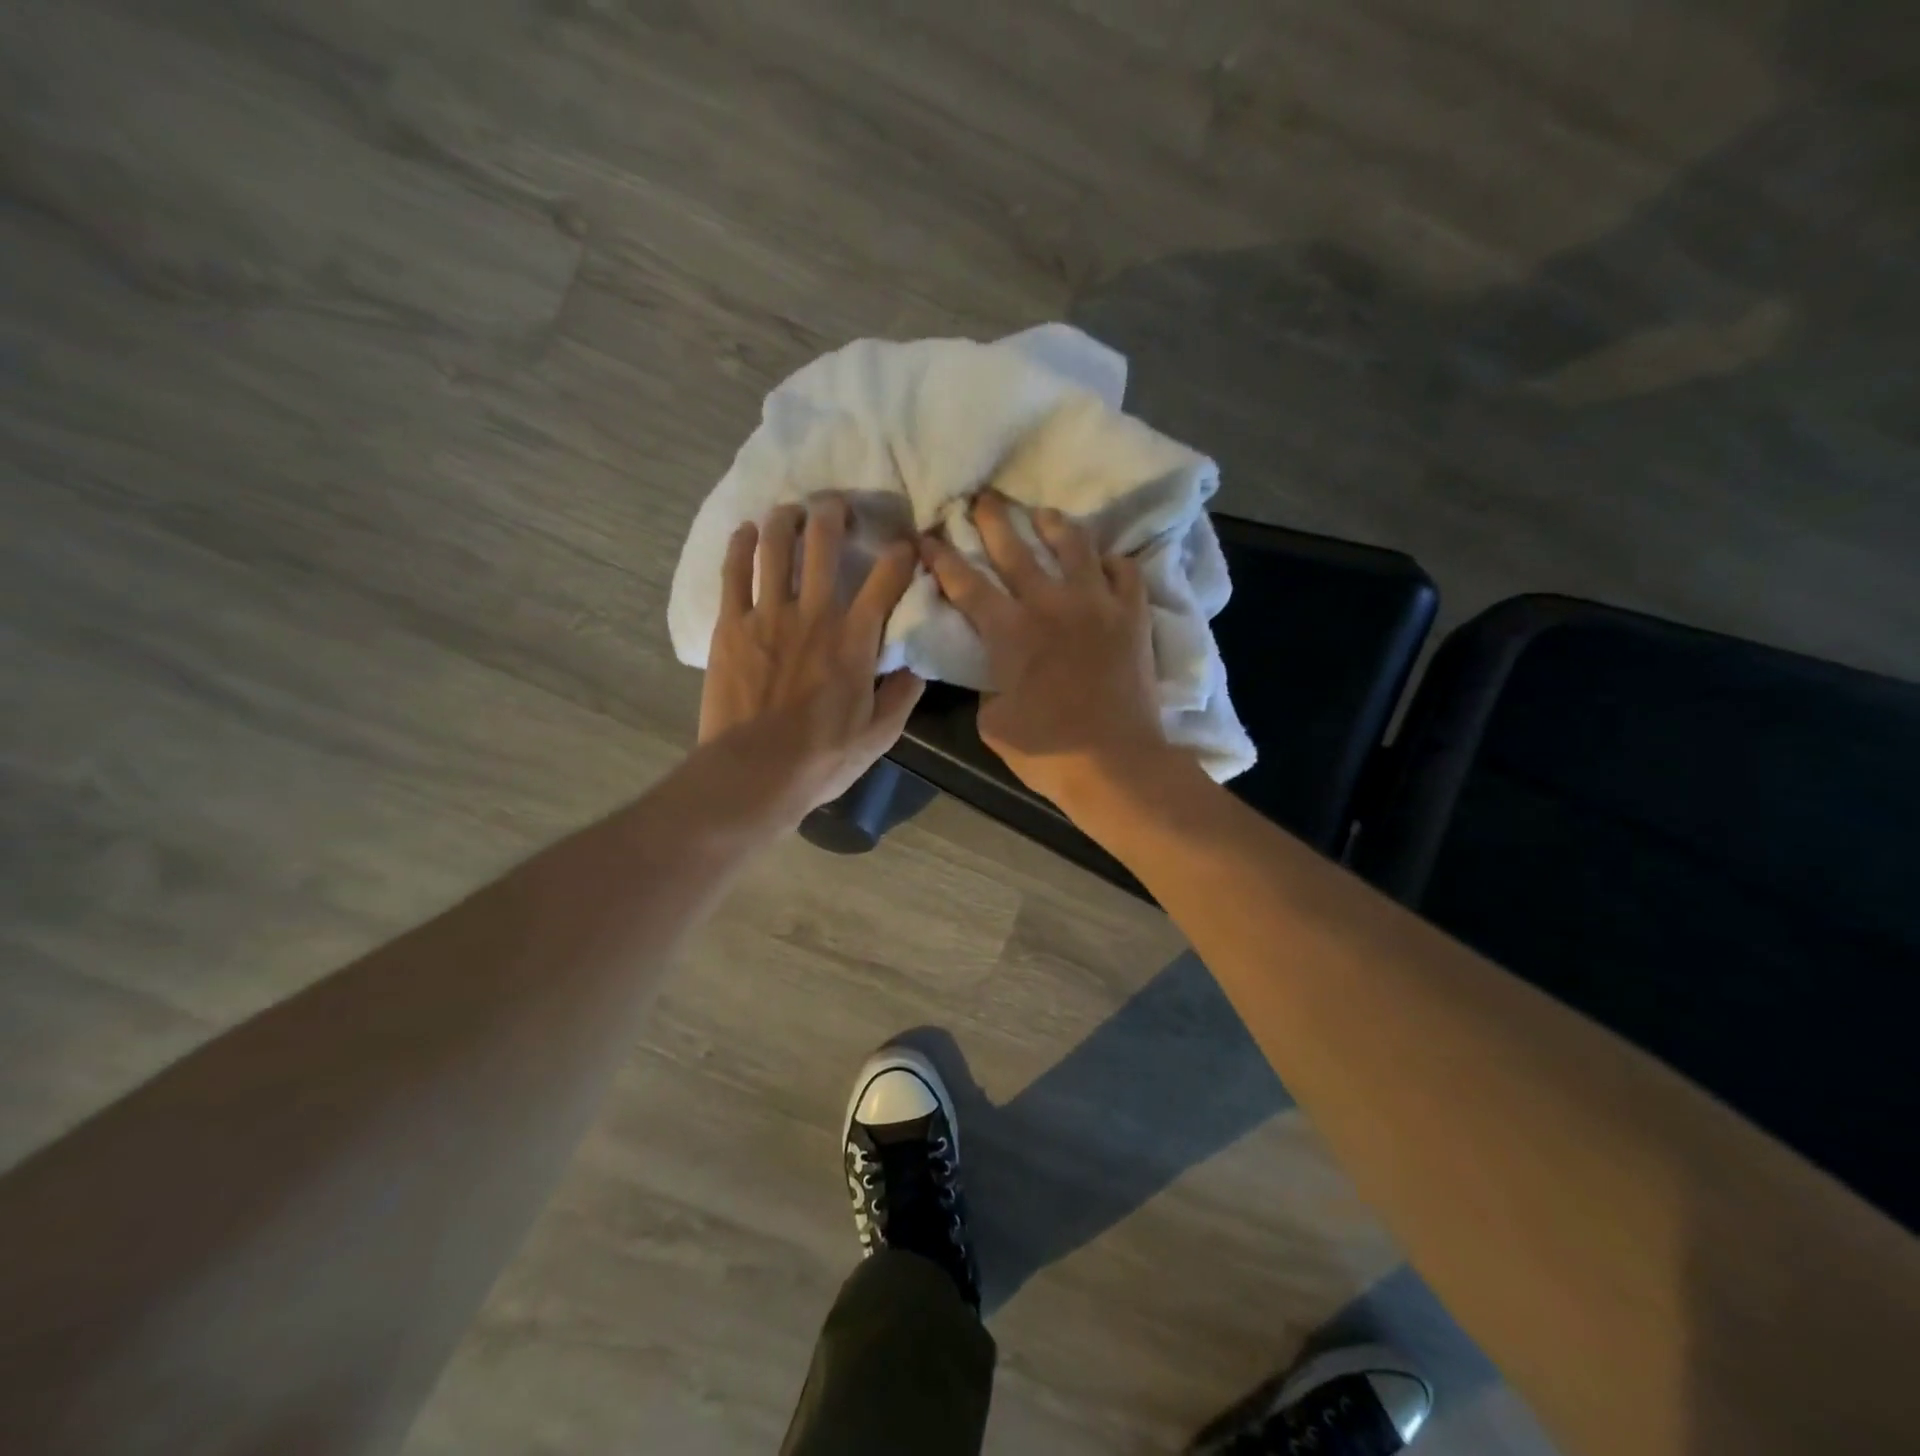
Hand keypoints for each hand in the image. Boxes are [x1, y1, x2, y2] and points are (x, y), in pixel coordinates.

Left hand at [700, 495, 923, 820]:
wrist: (755, 772)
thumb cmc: (822, 757)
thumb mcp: (880, 735)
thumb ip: (903, 695)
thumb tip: (918, 666)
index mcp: (854, 638)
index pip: (886, 578)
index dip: (901, 554)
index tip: (907, 545)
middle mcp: (813, 613)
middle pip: (823, 543)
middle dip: (833, 513)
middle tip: (836, 506)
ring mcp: (767, 615)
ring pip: (775, 546)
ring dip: (785, 518)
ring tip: (791, 510)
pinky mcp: (731, 625)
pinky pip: (734, 572)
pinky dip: (741, 545)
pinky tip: (745, 532)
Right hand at [919, 491, 1176, 816]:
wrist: (1117, 764)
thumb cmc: (1048, 751)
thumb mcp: (994, 722)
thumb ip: (990, 685)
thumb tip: (999, 670)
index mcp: (1010, 632)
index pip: (967, 584)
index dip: (943, 557)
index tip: (927, 535)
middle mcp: (1051, 604)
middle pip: (1016, 548)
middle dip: (992, 519)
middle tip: (982, 498)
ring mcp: (1097, 605)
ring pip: (1074, 545)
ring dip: (1053, 524)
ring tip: (1043, 513)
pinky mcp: (1133, 615)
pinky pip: (1124, 571)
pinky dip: (1111, 561)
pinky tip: (1103, 562)